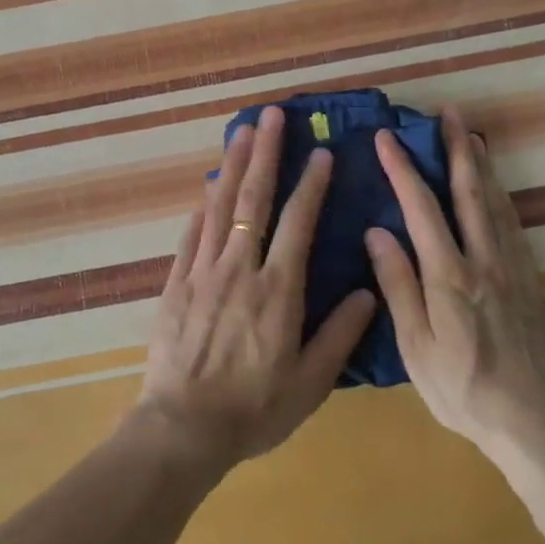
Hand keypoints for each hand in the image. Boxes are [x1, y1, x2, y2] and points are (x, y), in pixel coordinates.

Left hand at [134, 106, 377, 475]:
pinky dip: (200, 209)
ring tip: (240, 132)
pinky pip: (190, 236)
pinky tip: (205, 190)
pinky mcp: (176, 284)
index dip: (311, 185)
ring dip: (230, 167)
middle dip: (264, 154)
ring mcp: (202, 272)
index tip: (320, 153)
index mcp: (278, 290)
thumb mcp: (310, 382)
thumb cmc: (254, 408)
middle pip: (253, 200)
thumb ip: (340, 335)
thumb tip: (368, 292)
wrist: (184, 428)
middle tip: (270, 115)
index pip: (298, 223)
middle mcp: (239, 269)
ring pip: (218, 208)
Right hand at [365, 105, 544, 456]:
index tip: (388, 137)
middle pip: (469, 191)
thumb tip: (377, 231)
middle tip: (448, 113)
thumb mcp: (415, 345)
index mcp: (449, 275)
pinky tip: (496, 190)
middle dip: (456, 148)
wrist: (533, 420)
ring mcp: (513, 267)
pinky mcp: (531, 279)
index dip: (403, 169)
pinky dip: (501, 196)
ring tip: (472, 136)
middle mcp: (484, 259)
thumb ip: (397, 284)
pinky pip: (514, 224)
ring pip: (496, 202)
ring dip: (482, 165)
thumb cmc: (461, 388)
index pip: (421, 207)